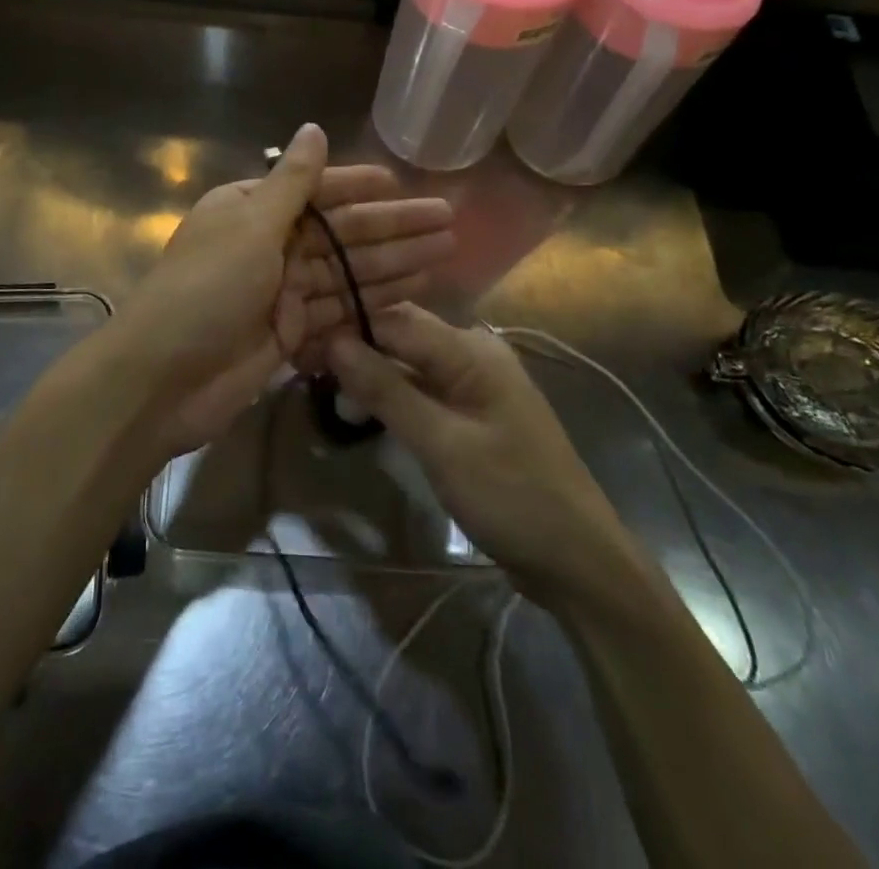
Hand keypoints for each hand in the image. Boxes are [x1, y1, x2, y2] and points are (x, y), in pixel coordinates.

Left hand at [117, 124, 452, 461]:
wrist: (162, 378)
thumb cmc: (206, 289)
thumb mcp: (249, 225)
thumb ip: (291, 182)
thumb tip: (314, 127)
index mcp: (250, 208)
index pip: (316, 190)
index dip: (359, 186)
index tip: (402, 184)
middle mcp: (267, 244)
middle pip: (340, 231)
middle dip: (393, 227)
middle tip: (448, 221)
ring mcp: (280, 291)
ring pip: (347, 271)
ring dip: (394, 262)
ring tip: (446, 252)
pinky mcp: (290, 332)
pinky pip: (340, 309)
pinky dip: (373, 300)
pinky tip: (414, 291)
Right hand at [329, 305, 634, 602]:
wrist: (577, 560)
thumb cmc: (510, 495)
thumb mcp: (441, 443)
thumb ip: (386, 389)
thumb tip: (333, 342)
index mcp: (471, 349)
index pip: (395, 319)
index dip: (347, 327)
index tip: (300, 342)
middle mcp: (474, 353)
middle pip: (402, 334)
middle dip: (356, 347)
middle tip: (305, 366)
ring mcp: (476, 383)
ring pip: (410, 362)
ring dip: (372, 372)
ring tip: (326, 388)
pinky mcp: (473, 411)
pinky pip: (424, 388)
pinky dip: (393, 394)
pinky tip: (364, 408)